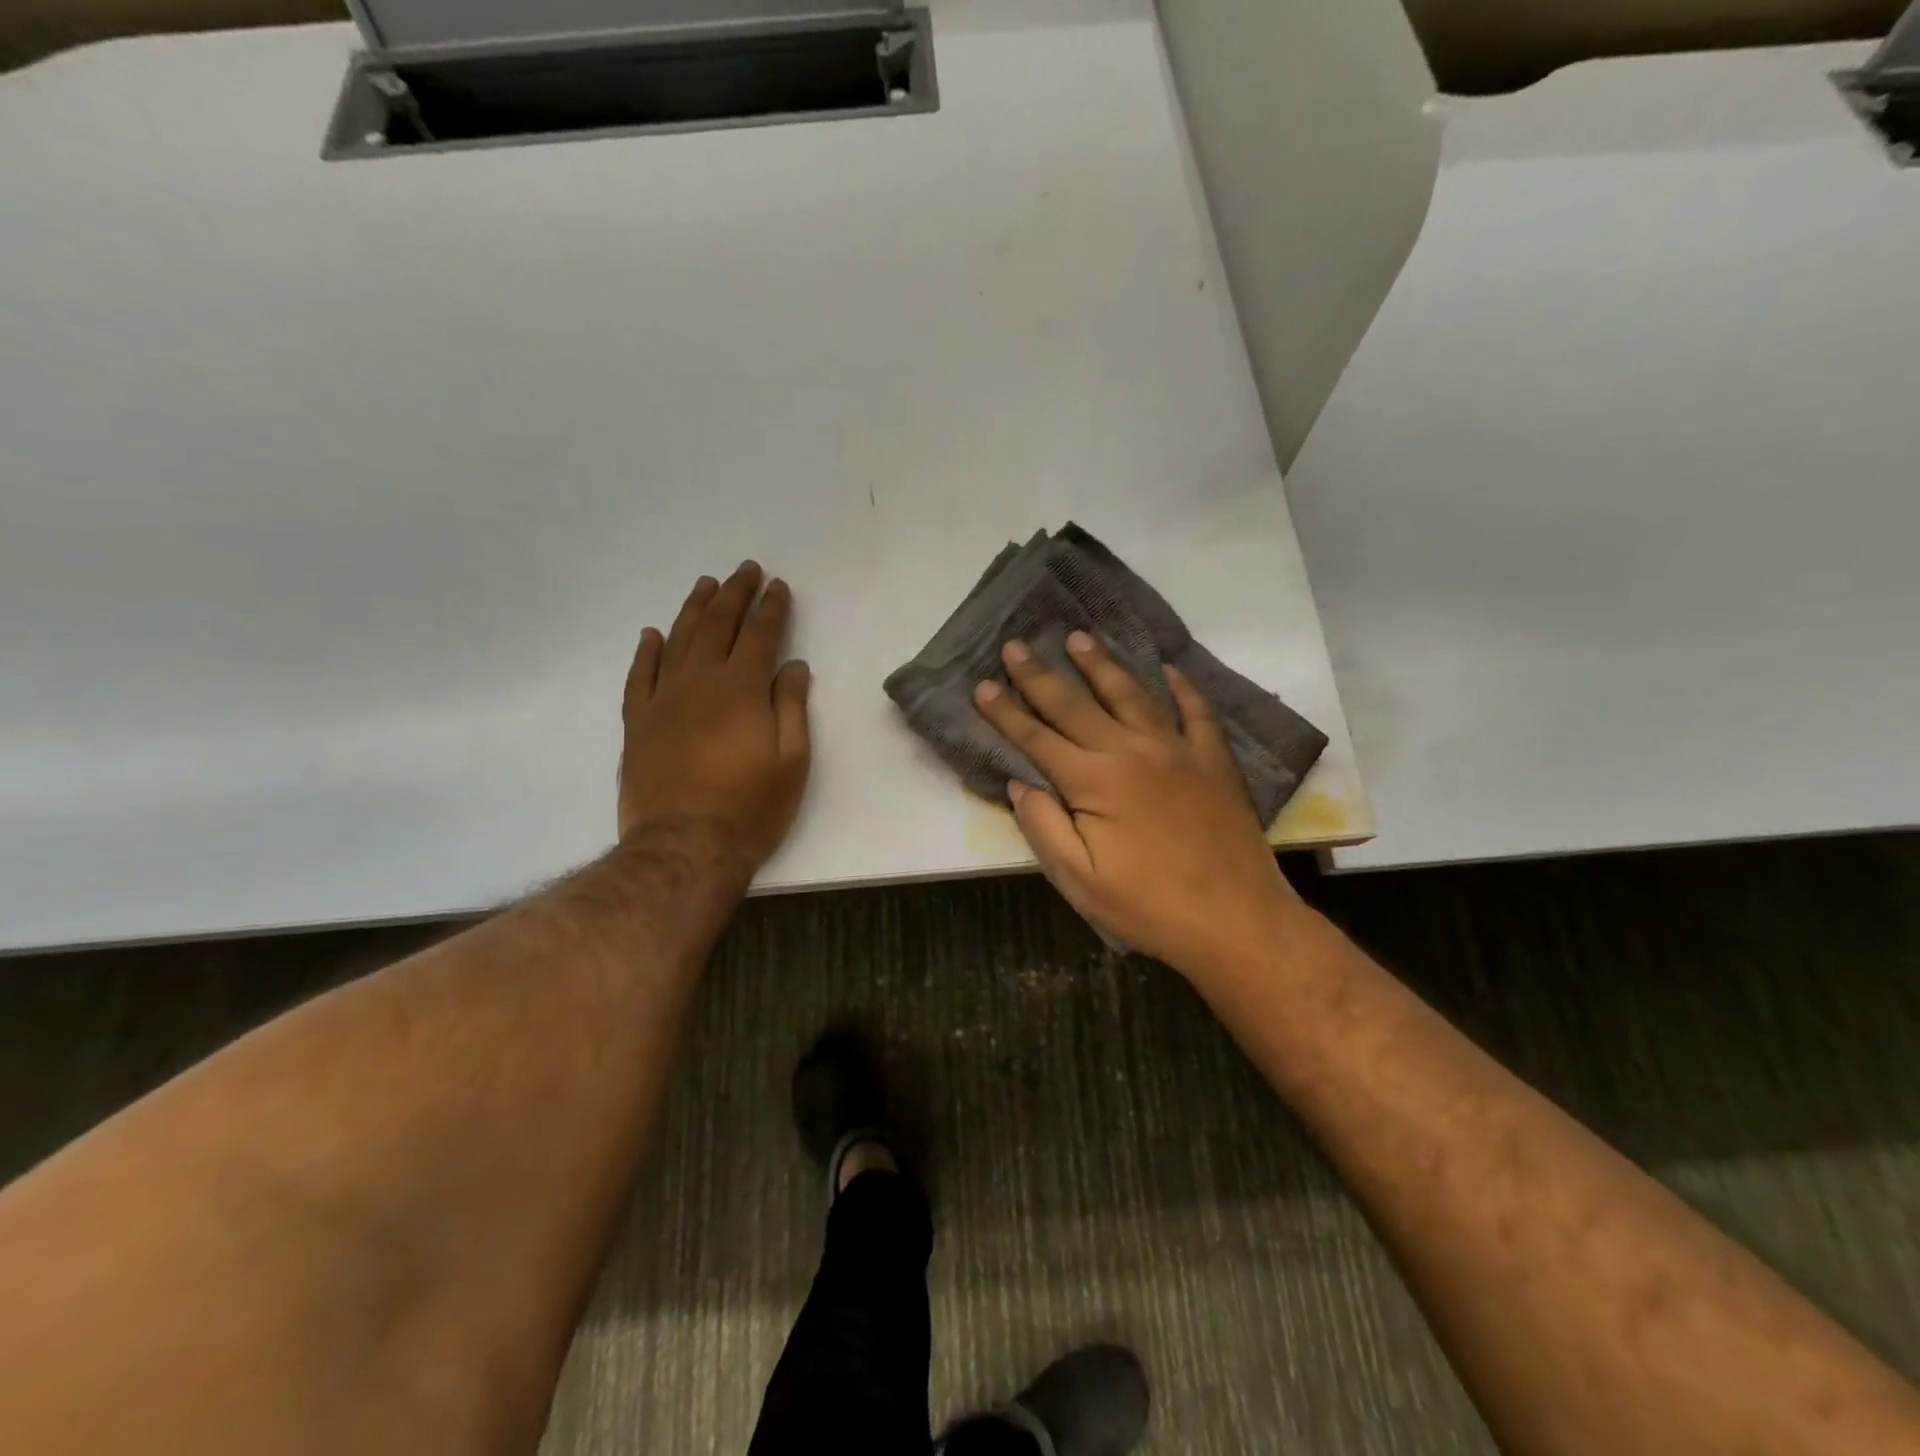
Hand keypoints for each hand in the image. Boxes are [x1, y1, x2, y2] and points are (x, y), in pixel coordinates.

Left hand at [618, 563, 811, 879]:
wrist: (684, 847)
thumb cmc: (751, 807)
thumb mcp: (792, 761)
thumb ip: (791, 707)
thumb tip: (792, 666)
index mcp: (741, 689)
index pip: (760, 635)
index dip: (772, 608)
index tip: (779, 587)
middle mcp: (700, 682)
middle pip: (718, 626)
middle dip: (735, 594)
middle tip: (745, 570)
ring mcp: (662, 700)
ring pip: (677, 641)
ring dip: (693, 609)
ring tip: (706, 585)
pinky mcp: (637, 723)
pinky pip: (639, 676)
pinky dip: (646, 651)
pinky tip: (652, 634)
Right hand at [972, 632, 1296, 972]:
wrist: (1236, 920)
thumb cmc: (1148, 906)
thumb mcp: (1079, 879)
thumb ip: (1044, 827)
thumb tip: (1021, 784)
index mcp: (1094, 781)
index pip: (1037, 737)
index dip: (1006, 712)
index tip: (982, 684)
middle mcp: (1132, 751)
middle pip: (1076, 704)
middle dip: (1040, 675)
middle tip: (1016, 645)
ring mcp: (1178, 750)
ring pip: (1131, 694)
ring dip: (1101, 665)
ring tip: (1079, 637)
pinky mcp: (1213, 761)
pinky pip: (1196, 712)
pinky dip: (1182, 688)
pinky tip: (1168, 669)